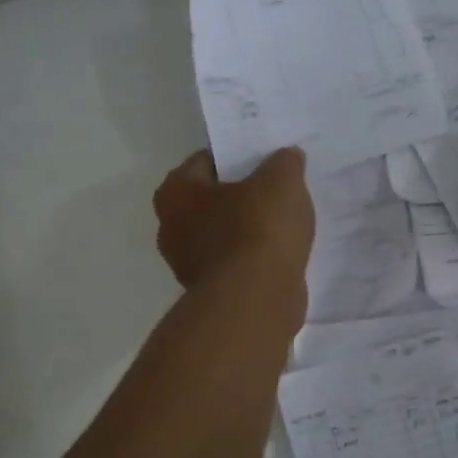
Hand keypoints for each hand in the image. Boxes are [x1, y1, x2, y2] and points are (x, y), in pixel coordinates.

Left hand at [152, 146, 314, 303]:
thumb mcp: (282, 181)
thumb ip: (284, 162)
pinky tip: (280, 256)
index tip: (266, 162)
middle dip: (241, 197)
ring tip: (284, 226)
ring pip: (223, 235)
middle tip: (277, 193)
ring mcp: (187, 264)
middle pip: (212, 201)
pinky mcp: (209, 292)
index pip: (206, 161)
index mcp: (176, 191)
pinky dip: (252, 259)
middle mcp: (171, 226)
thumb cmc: (258, 229)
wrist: (255, 300)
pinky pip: (234, 264)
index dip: (237, 158)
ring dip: (247, 231)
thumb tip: (287, 157)